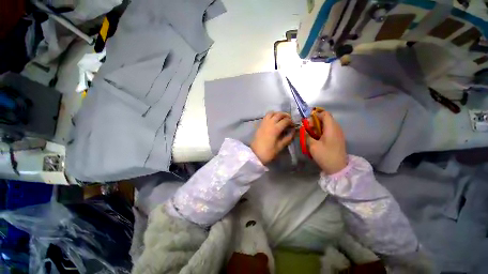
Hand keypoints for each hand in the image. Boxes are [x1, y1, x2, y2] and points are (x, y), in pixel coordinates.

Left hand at [251, 112, 294, 164]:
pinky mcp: (260, 125)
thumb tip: (293, 131)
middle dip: (286, 115)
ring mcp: (263, 123)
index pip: (286, 120)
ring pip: (271, 113)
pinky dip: (271, 115)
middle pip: (279, 114)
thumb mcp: (280, 146)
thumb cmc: (268, 152)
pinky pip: (266, 116)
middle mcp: (269, 123)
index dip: (291, 122)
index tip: (293, 126)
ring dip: (278, 114)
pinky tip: (274, 121)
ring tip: (281, 119)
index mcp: (275, 129)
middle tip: (289, 120)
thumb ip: (288, 138)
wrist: (255, 154)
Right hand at [308, 111, 347, 174]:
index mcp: (331, 128)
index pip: (325, 114)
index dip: (315, 115)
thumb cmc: (325, 155)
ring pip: (327, 124)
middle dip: (315, 121)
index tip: (307, 122)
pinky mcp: (338, 138)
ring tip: (311, 134)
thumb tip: (304, 128)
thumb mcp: (312, 145)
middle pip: (326, 118)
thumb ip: (307, 135)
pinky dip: (322, 131)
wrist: (338, 168)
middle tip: (307, 129)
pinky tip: (317, 138)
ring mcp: (338, 133)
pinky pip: (329, 129)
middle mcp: (337, 128)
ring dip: (318, 126)